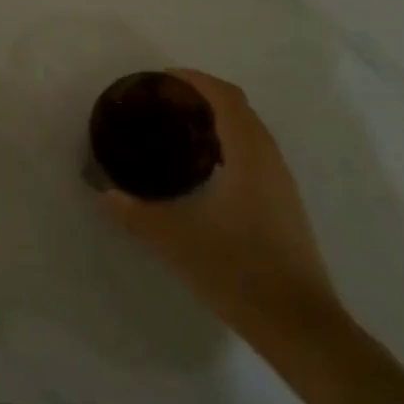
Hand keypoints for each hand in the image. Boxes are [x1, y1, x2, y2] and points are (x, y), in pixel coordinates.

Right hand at [99, 69, 340, 349]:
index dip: (196, 79)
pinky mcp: (285, 205)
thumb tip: (104, 193)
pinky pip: (256, 155)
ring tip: (181, 131)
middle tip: (165, 103)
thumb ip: (136, 213)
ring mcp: (282, 183)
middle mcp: (270, 160)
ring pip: (251, 132)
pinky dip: (230, 144)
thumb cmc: (239, 272)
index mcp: (249, 155)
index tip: (163, 78)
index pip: (225, 97)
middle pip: (240, 108)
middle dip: (204, 96)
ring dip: (219, 120)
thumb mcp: (176, 241)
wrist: (300, 325)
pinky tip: (206, 172)